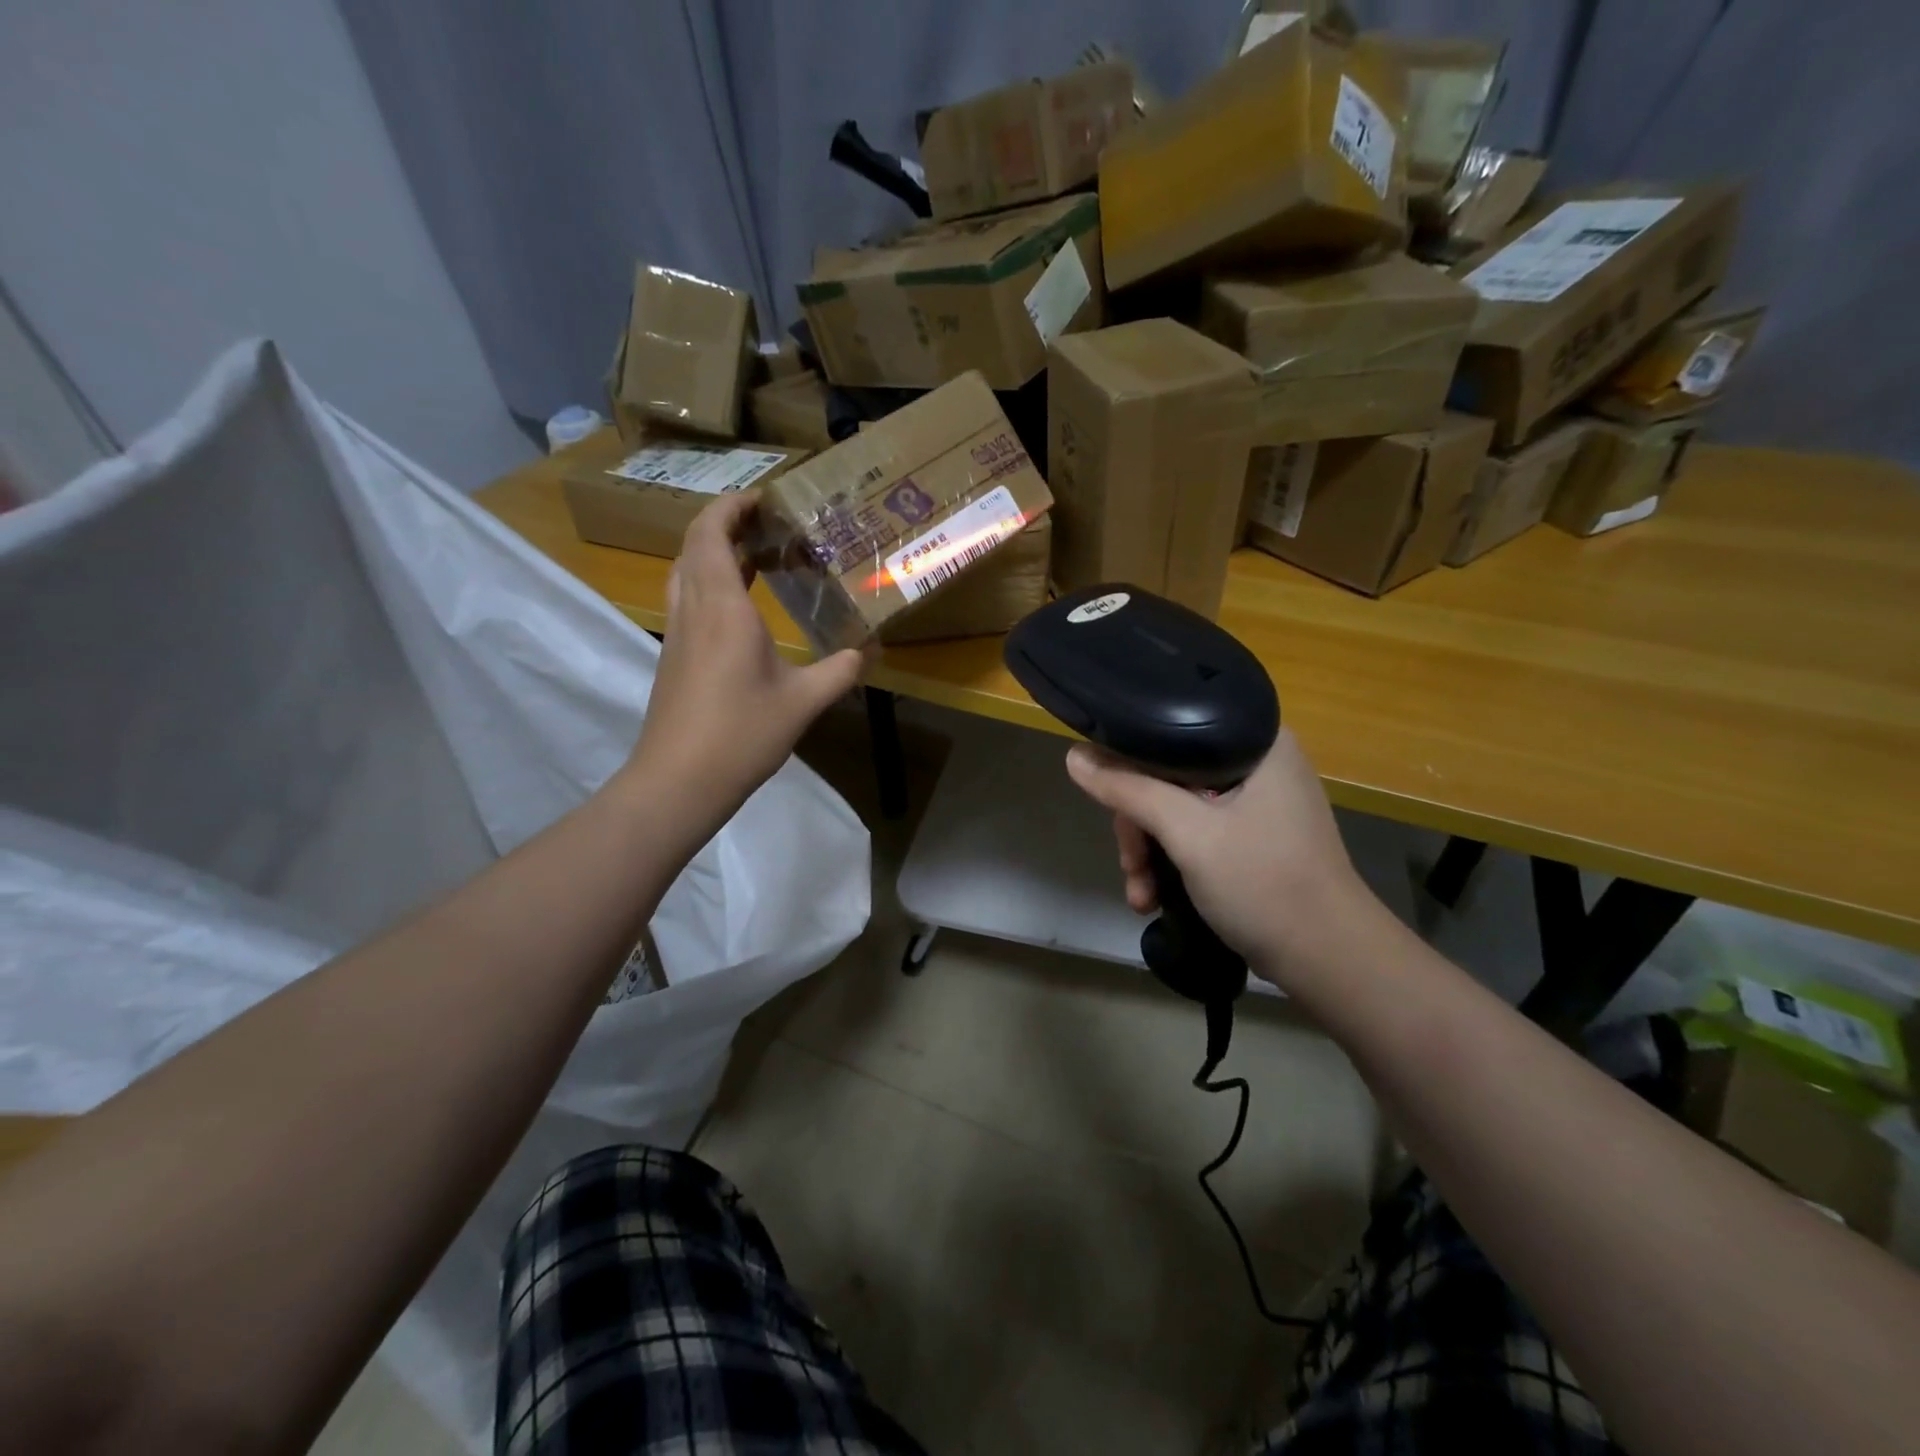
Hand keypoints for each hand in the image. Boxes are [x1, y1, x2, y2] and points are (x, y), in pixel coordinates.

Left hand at [627, 491, 866, 822]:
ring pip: (686, 571)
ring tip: (758, 555)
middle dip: (727, 523)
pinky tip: (742, 606)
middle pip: (694, 544)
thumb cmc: (741, 734)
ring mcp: (677, 633)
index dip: (732, 506)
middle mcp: (693, 609)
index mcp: (723, 607)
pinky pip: (687, 598)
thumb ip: (840, 671)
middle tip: (768, 523)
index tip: (764, 498)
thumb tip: (869, 651)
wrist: (678, 781)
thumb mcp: (803, 702)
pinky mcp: (673, 656)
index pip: (712, 533)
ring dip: (715, 552)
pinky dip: (710, 582)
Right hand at [1065, 730, 1382, 991]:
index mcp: (1256, 740)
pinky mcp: (1253, 835)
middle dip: (1139, 825)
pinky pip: (1195, 832)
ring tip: (1140, 892)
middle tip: (1130, 864)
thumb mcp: (1188, 833)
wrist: (1330, 959)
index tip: (1110, 801)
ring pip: (1177, 808)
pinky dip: (1172, 862)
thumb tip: (1074, 757)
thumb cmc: (1264, 883)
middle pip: (1168, 775)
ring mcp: (1257, 801)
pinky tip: (1153, 896)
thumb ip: (1129, 791)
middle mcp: (1258, 761)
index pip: (1171, 729)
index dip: (1130, 761)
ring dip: (1150, 852)